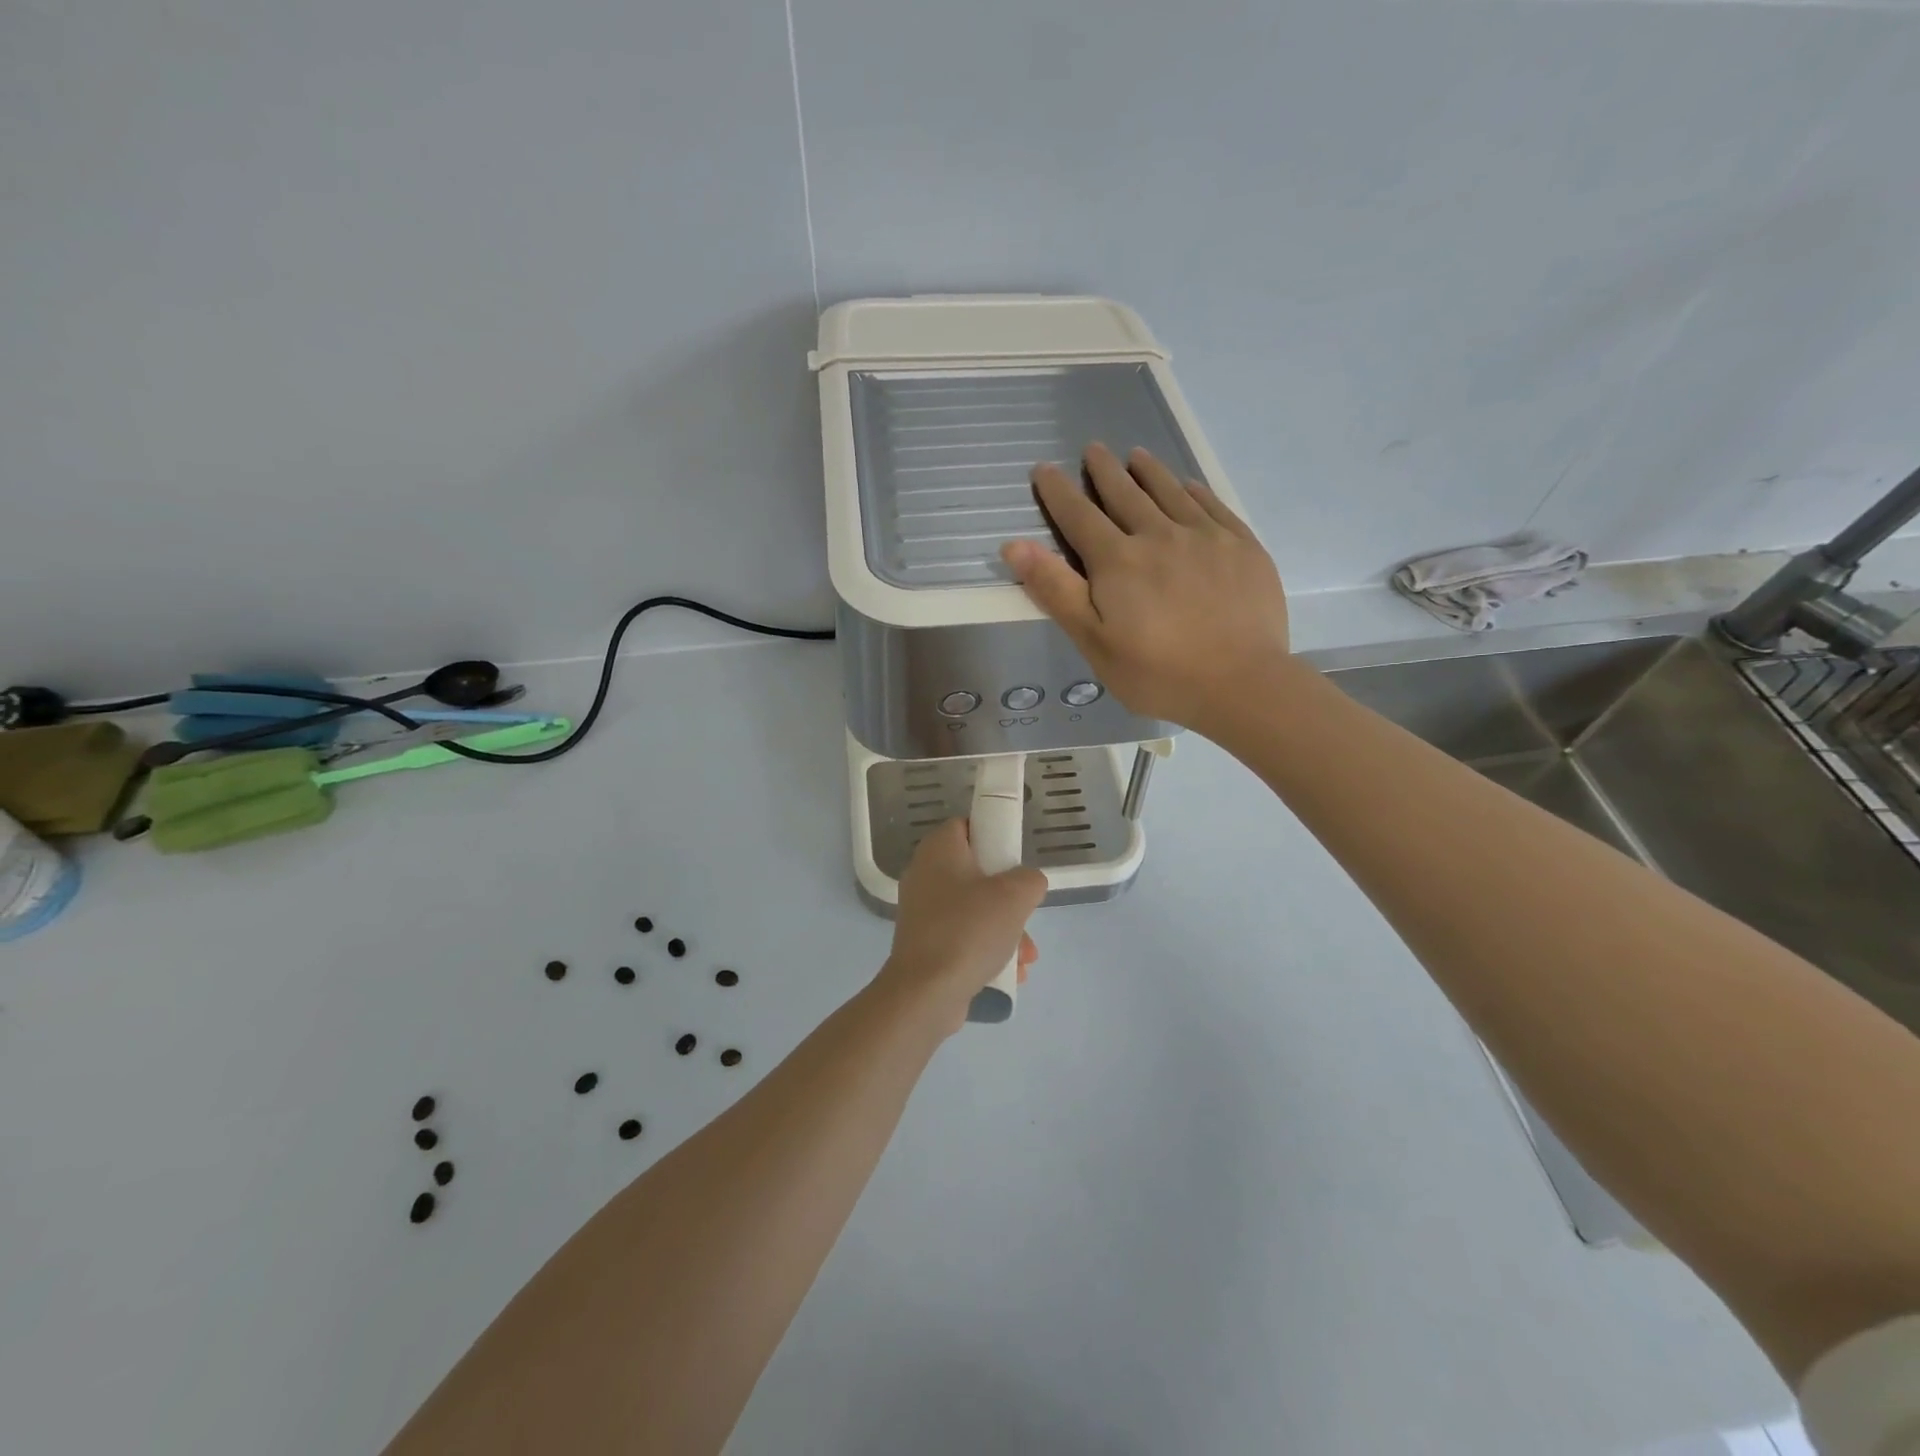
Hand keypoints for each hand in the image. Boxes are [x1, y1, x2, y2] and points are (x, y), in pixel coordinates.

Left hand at [879, 819, 1044, 1031]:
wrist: (926, 993)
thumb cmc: (969, 930)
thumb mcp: (1015, 896)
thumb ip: (1030, 880)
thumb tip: (1026, 885)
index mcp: (938, 850)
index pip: (967, 826)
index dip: (994, 836)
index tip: (1016, 860)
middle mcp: (924, 875)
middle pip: (977, 873)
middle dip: (1009, 899)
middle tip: (1025, 915)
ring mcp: (922, 912)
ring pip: (974, 910)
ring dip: (1005, 931)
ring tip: (1025, 958)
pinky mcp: (924, 944)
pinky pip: (963, 937)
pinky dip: (986, 951)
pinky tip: (1008, 974)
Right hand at [1002, 443, 1290, 731]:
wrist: (1242, 683)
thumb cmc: (1158, 672)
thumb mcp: (1093, 642)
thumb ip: (1056, 591)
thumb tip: (1015, 545)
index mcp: (1118, 560)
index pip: (1079, 515)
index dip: (1057, 491)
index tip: (1044, 469)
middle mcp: (1159, 535)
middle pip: (1125, 493)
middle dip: (1104, 469)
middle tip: (1093, 449)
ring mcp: (1205, 536)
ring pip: (1170, 490)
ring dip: (1148, 470)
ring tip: (1136, 455)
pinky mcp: (1241, 545)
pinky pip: (1211, 504)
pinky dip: (1193, 489)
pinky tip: (1187, 485)